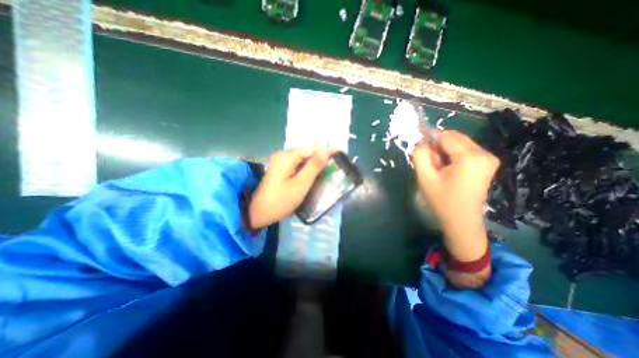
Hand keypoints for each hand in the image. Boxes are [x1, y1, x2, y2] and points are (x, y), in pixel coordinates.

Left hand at [247, 147, 333, 229]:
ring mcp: (280, 162)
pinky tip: (313, 175)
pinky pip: (297, 165)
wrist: (256, 212)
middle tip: (334, 164)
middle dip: (320, 156)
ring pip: (302, 159)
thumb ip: (314, 167)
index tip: (339, 155)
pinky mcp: (280, 170)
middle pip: (306, 152)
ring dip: (314, 163)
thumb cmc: (280, 200)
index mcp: (288, 156)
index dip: (326, 150)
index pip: (312, 148)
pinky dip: (306, 168)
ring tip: (327, 169)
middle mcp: (283, 155)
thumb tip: (325, 152)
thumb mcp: (300, 184)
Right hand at [415, 130, 498, 262]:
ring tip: (436, 168)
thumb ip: (420, 155)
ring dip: (443, 151)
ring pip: (458, 143)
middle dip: (437, 146)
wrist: (461, 221)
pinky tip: (446, 169)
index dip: (429, 138)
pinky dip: (451, 155)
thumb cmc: (442, 201)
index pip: (446, 136)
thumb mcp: (425, 177)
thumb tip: (421, 141)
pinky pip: (464, 151)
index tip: (418, 147)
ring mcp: (488, 158)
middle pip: (454, 138)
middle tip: (428, 162)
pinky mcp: (487, 163)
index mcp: (470, 157)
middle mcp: (484, 153)